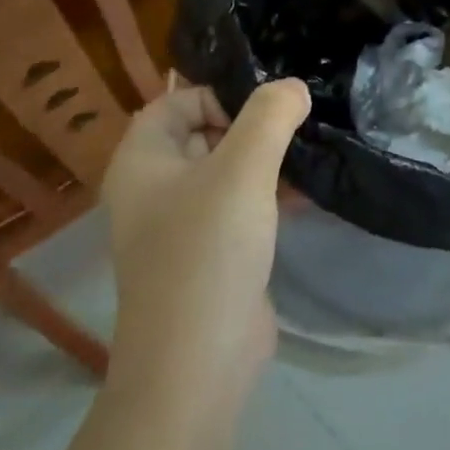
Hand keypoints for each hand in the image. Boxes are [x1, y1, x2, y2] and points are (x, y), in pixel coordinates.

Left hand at [98, 78, 310, 403]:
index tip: (266, 109)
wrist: (197, 363)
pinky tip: (305, 196)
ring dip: (265, 160)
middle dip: (250, 126)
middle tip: (294, 129)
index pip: (174, 102)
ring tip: (308, 158)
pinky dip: (267, 194)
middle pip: (201, 133)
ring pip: (225, 171)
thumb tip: (293, 86)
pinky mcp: (209, 254)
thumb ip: (270, 116)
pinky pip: (237, 206)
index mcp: (142, 162)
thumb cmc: (208, 251)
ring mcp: (179, 225)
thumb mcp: (243, 170)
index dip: (218, 95)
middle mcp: (152, 190)